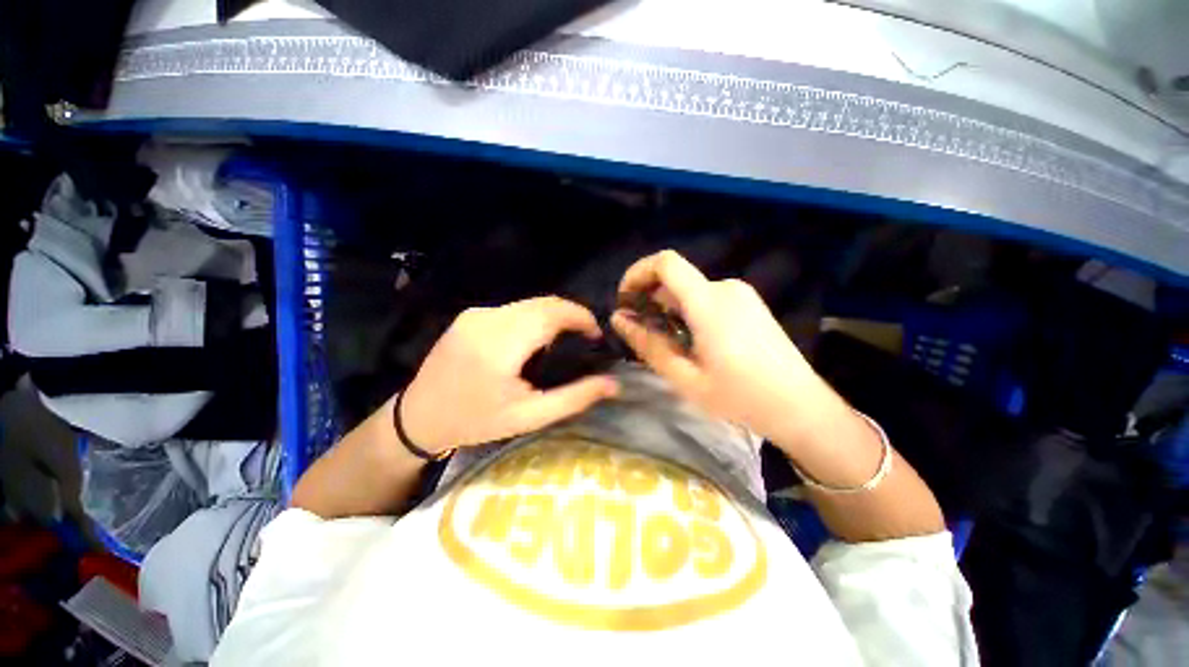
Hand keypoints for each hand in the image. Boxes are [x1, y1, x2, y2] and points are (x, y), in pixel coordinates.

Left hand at [400, 296, 618, 452]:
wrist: (418, 418)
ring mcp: (476, 314)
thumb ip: (574, 398)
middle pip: (543, 303)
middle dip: (571, 315)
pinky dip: (533, 318)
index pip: (553, 312)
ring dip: (553, 316)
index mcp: (501, 344)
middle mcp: (488, 319)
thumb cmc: (476, 421)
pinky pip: (514, 309)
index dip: (581, 317)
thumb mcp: (529, 416)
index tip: (596, 335)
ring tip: (563, 342)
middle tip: (585, 339)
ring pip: (530, 304)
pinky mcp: (470, 315)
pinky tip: (534, 341)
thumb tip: (613, 384)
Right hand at [612, 250, 849, 447]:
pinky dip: (688, 312)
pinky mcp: (749, 304)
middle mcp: (726, 288)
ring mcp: (741, 294)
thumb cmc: (740, 397)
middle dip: (650, 300)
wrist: (800, 406)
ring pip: (690, 291)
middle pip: (675, 279)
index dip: (638, 272)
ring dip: (669, 309)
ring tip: (668, 345)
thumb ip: (648, 344)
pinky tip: (693, 343)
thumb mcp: (685, 377)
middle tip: (642, 334)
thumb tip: (619, 319)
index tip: (625, 299)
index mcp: (709, 303)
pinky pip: (707, 298)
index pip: (666, 262)